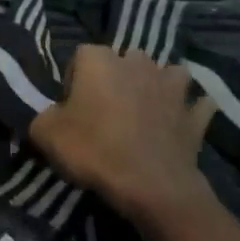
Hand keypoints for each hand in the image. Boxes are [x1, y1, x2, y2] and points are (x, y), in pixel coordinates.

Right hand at [30, 46, 217, 225]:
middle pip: (125, 59)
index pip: (81, 55)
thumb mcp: (45, 134)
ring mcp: (172, 87)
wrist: (150, 185)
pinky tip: (181, 122)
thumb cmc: (94, 151)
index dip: (74, 79)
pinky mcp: (194, 114)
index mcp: (100, 61)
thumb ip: (43, 116)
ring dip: (158, 85)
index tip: (71, 106)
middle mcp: (138, 63)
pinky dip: (190, 110)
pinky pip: (196, 104)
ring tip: (146, 109)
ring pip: (167, 73)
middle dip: (117, 78)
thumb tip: (52, 115)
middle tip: (105, 110)